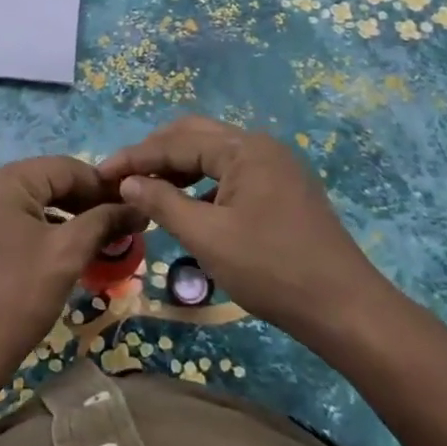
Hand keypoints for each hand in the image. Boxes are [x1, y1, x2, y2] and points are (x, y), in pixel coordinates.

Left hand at [0, 155, 142, 388]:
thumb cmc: (15, 298)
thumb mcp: (65, 255)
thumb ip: (102, 222)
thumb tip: (136, 207)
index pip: (62, 167)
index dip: (101, 185)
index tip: (132, 205)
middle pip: (42, 182)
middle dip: (82, 202)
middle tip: (119, 224)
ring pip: (26, 202)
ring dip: (61, 217)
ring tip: (96, 238)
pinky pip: (7, 220)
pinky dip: (35, 230)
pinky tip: (59, 250)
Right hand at [98, 116, 390, 339]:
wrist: (346, 309)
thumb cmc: (272, 270)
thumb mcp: (208, 238)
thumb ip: (163, 202)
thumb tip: (128, 181)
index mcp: (243, 149)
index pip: (176, 142)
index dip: (135, 157)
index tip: (100, 174)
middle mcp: (260, 146)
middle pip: (195, 136)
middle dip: (155, 154)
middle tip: (122, 177)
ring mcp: (276, 166)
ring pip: (214, 154)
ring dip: (178, 167)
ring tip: (148, 190)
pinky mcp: (283, 189)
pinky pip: (231, 173)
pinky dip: (203, 183)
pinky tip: (188, 206)